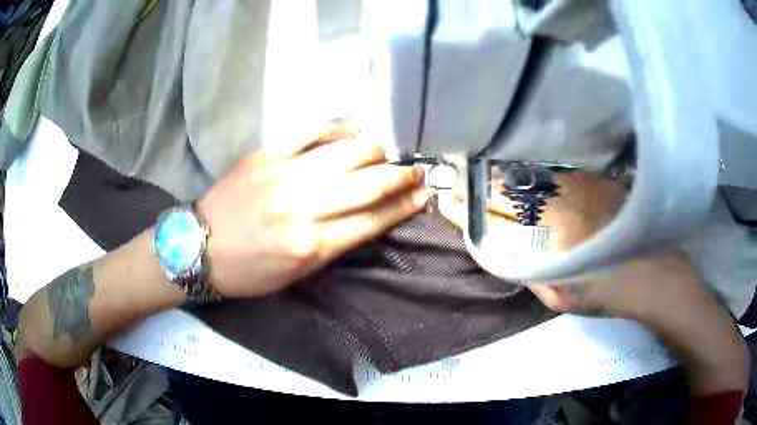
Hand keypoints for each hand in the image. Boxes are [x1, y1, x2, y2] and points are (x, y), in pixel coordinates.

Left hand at [197, 127, 428, 297]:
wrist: (200, 247)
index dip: (403, 206)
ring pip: (344, 153)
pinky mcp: (264, 155)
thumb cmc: (249, 271)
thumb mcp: (296, 275)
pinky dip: (335, 130)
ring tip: (386, 153)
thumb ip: (335, 245)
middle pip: (366, 183)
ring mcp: (282, 175)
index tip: (423, 195)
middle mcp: (301, 207)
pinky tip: (348, 133)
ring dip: (375, 150)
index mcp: (310, 245)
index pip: (371, 220)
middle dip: (399, 176)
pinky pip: (308, 132)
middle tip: (415, 171)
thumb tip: (371, 216)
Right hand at [438, 171, 701, 318]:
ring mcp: (578, 184)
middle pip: (508, 185)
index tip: (445, 200)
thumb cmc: (607, 292)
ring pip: (529, 172)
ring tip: (483, 172)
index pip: (495, 214)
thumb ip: (526, 271)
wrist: (655, 273)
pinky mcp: (593, 177)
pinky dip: (534, 170)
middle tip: (458, 180)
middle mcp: (559, 200)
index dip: (466, 206)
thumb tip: (499, 248)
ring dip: (503, 171)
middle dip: (478, 182)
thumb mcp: (559, 296)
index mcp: (547, 232)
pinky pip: (554, 169)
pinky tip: (524, 171)